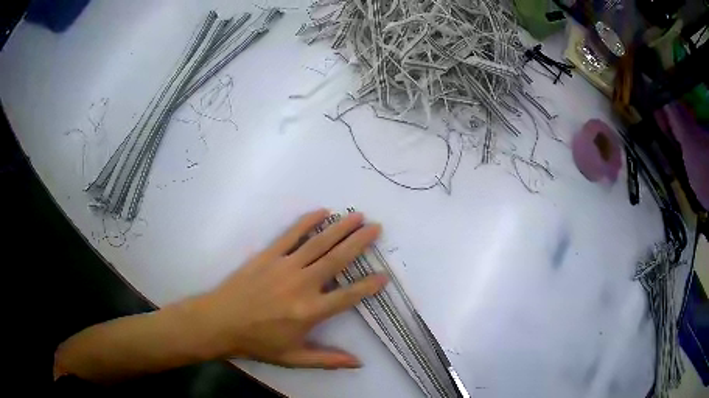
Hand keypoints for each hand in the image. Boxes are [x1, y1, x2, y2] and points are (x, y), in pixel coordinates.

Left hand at [193, 209, 387, 368]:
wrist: (220, 322)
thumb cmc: (258, 342)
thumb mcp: (294, 358)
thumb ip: (328, 359)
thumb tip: (359, 363)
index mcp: (310, 311)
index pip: (348, 296)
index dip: (368, 286)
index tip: (384, 275)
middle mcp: (302, 285)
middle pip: (337, 260)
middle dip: (359, 243)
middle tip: (377, 227)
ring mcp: (284, 266)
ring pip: (318, 243)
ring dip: (340, 228)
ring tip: (357, 215)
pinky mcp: (268, 255)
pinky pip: (291, 235)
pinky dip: (307, 222)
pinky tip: (322, 212)